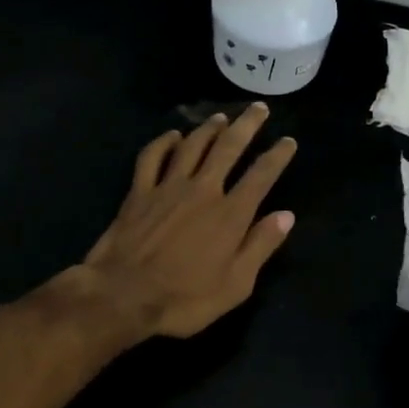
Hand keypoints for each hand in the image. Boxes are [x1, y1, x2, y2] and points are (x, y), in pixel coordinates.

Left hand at [75, 103, 297, 337]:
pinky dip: (163, 142)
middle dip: (247, 125)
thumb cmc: (183, 299)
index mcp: (230, 214)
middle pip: (229, 147)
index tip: (288, 141)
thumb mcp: (235, 285)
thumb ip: (261, 246)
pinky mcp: (139, 192)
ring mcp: (168, 187)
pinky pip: (152, 157)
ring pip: (193, 146)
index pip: (261, 175)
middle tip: (258, 108)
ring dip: (209, 128)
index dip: (277, 155)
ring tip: (221, 117)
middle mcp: (204, 190)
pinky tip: (173, 136)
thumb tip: (286, 216)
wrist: (120, 298)